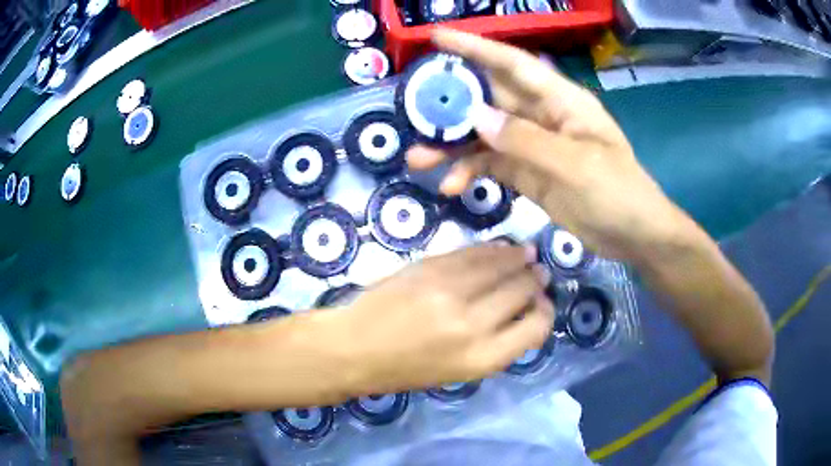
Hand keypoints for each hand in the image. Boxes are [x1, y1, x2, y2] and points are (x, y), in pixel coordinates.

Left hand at [322, 244, 552, 395]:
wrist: (354, 348)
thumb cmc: (404, 370)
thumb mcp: (457, 372)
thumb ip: (494, 345)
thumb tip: (521, 314)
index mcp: (482, 359)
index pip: (536, 327)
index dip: (545, 312)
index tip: (541, 303)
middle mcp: (474, 325)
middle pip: (522, 292)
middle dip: (534, 281)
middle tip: (538, 273)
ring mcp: (451, 292)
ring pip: (501, 266)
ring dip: (519, 258)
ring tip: (527, 254)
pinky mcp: (431, 269)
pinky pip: (472, 254)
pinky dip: (492, 249)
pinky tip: (501, 248)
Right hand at [407, 29, 690, 261]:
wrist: (633, 237)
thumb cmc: (618, 193)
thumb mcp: (576, 165)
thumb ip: (526, 140)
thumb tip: (476, 117)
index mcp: (560, 100)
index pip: (513, 64)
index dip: (475, 48)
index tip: (437, 38)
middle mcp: (542, 116)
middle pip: (489, 99)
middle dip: (451, 105)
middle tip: (412, 113)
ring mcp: (533, 145)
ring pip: (484, 135)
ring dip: (452, 146)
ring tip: (418, 160)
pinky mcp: (528, 173)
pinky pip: (491, 165)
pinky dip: (470, 173)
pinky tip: (451, 187)